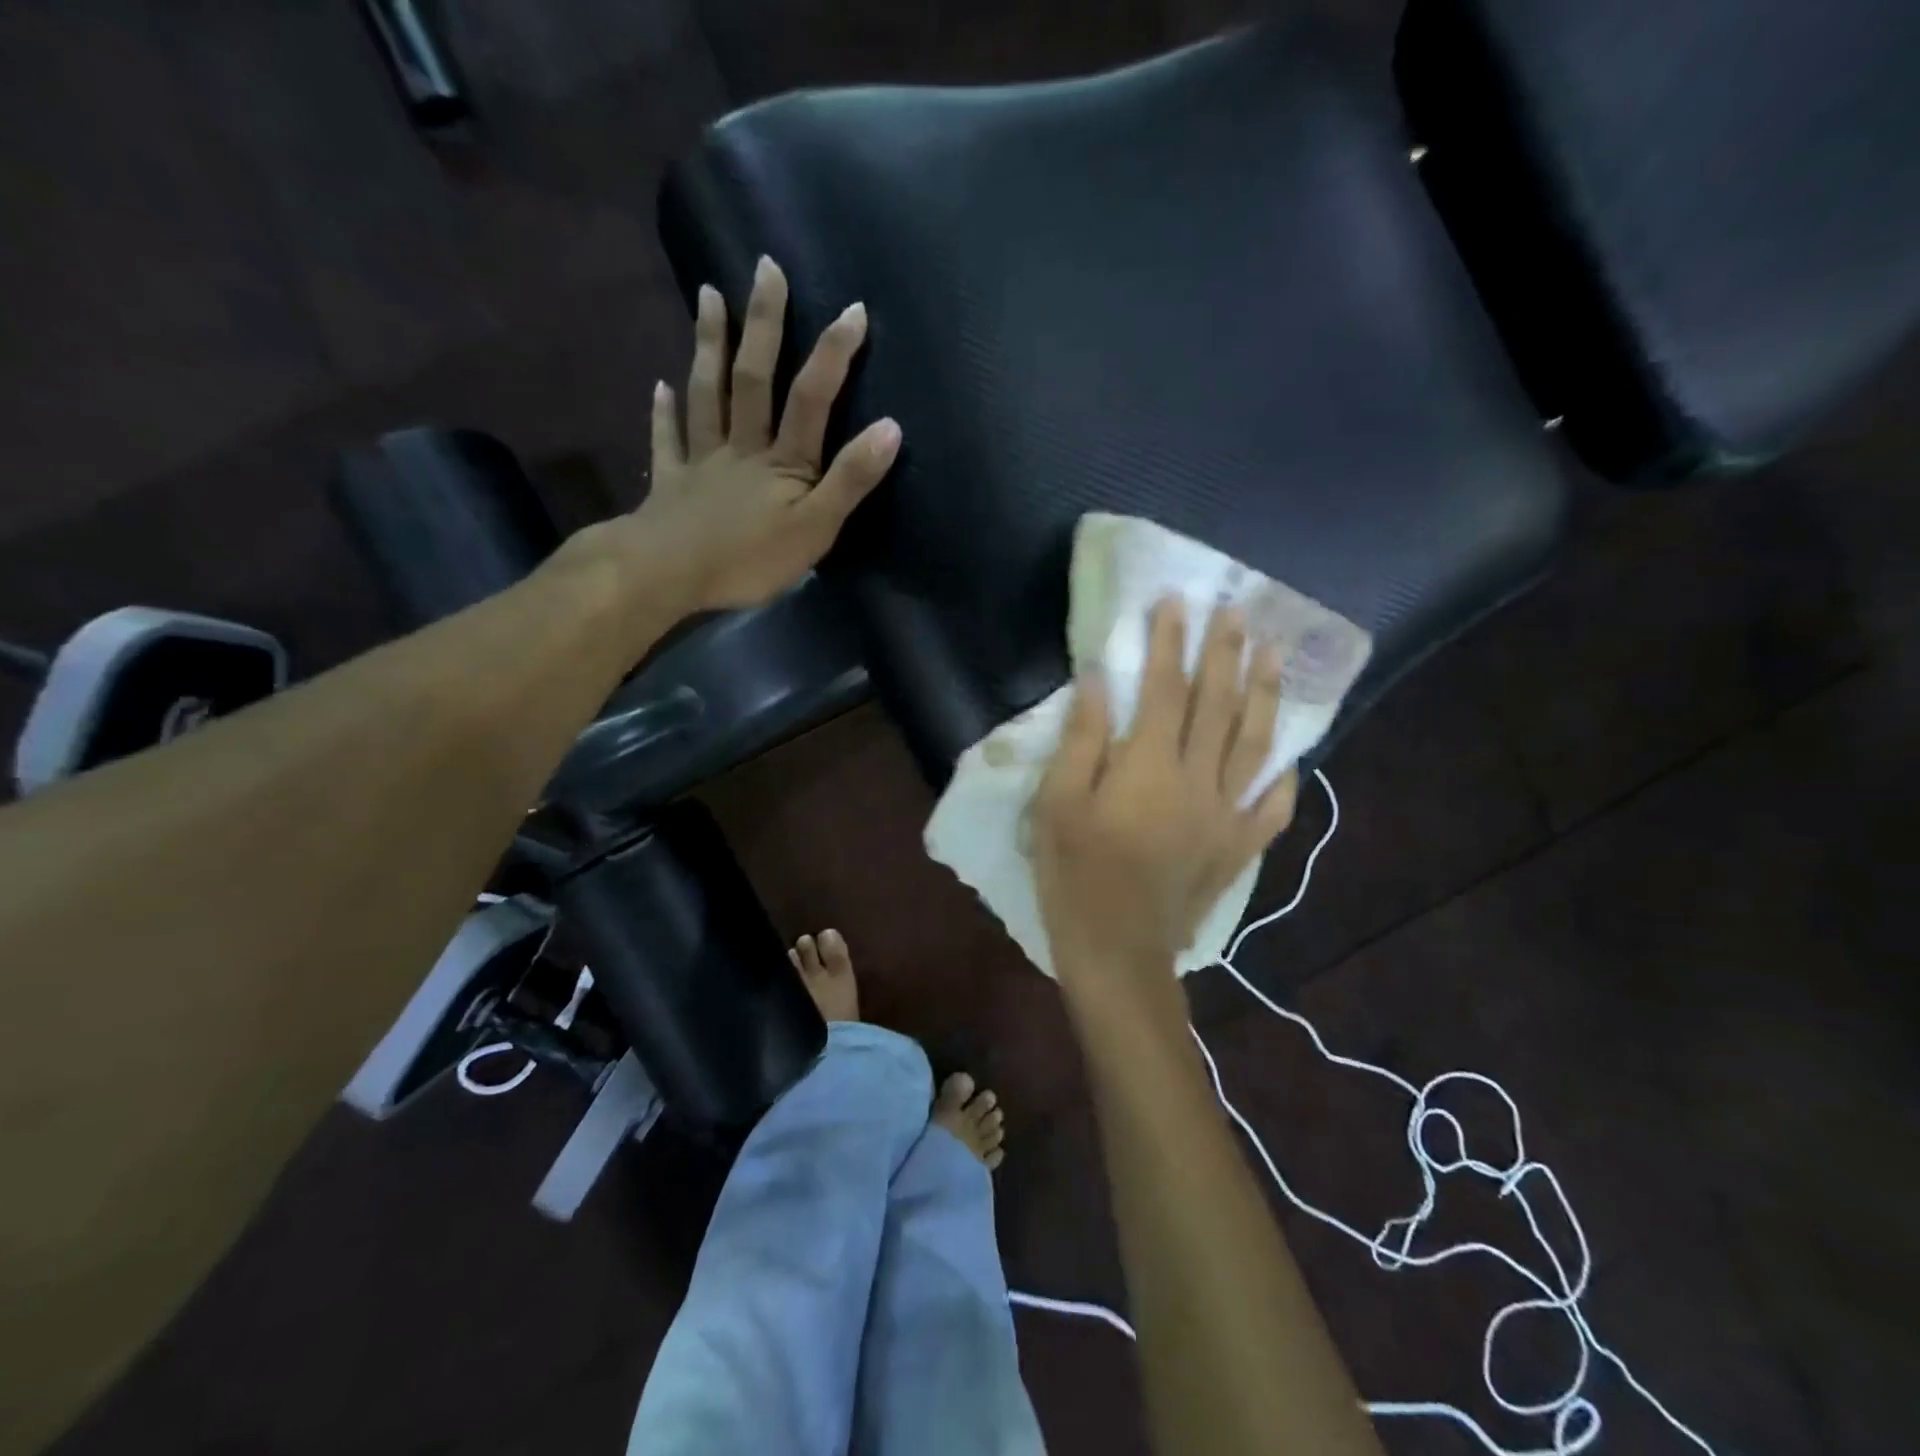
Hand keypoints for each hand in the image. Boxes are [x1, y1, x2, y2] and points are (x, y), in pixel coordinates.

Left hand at [592, 256, 901, 613]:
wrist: (669, 575)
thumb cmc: (750, 559)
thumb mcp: (816, 528)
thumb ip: (850, 480)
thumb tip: (891, 427)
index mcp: (783, 461)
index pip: (812, 399)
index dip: (834, 355)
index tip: (853, 309)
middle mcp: (742, 448)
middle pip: (753, 379)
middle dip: (762, 323)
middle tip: (764, 267)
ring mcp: (701, 462)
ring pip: (707, 396)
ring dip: (708, 346)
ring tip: (707, 296)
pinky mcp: (671, 485)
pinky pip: (667, 442)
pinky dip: (662, 414)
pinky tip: (658, 387)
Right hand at [1032, 598, 1298, 1005]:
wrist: (1118, 951)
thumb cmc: (1075, 875)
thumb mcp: (1057, 804)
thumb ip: (1081, 739)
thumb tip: (1098, 679)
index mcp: (1150, 766)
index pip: (1165, 688)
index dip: (1171, 642)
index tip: (1176, 602)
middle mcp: (1198, 780)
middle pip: (1218, 704)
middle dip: (1226, 653)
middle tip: (1237, 612)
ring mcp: (1227, 815)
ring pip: (1255, 743)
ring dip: (1265, 694)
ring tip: (1273, 656)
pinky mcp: (1239, 848)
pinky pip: (1273, 805)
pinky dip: (1284, 776)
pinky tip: (1290, 755)